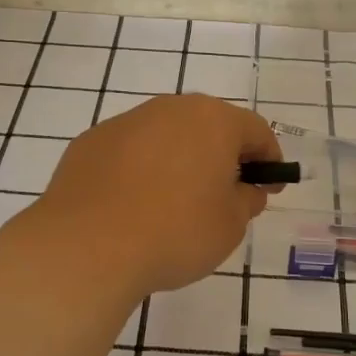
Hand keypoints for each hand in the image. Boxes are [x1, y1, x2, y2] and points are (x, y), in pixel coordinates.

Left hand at [27, 93, 281, 297]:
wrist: (87, 246)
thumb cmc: (175, 232)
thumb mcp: (230, 225)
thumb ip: (246, 200)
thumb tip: (245, 188)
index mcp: (212, 120)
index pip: (255, 130)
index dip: (268, 159)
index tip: (269, 187)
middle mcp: (169, 108)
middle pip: (208, 126)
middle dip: (221, 156)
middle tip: (223, 195)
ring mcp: (125, 122)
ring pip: (165, 136)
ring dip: (178, 160)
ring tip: (173, 204)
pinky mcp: (90, 142)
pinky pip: (129, 152)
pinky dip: (139, 171)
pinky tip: (132, 206)